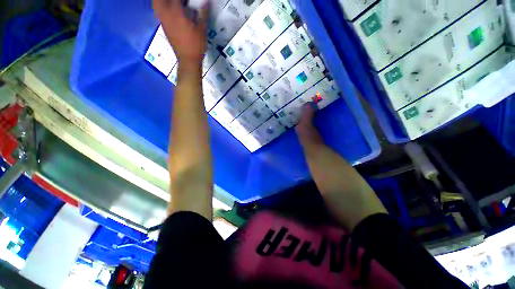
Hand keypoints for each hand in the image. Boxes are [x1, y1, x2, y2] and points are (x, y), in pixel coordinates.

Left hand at [154, 0, 208, 62]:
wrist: (188, 60)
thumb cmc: (196, 45)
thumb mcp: (202, 29)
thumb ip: (203, 13)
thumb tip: (205, 1)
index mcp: (177, 13)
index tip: (188, 0)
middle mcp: (167, 14)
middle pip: (160, 0)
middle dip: (169, 0)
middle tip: (178, 2)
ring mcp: (163, 21)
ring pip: (156, 4)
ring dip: (162, 1)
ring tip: (172, 4)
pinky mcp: (164, 27)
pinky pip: (158, 12)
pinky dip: (162, 7)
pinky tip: (170, 10)